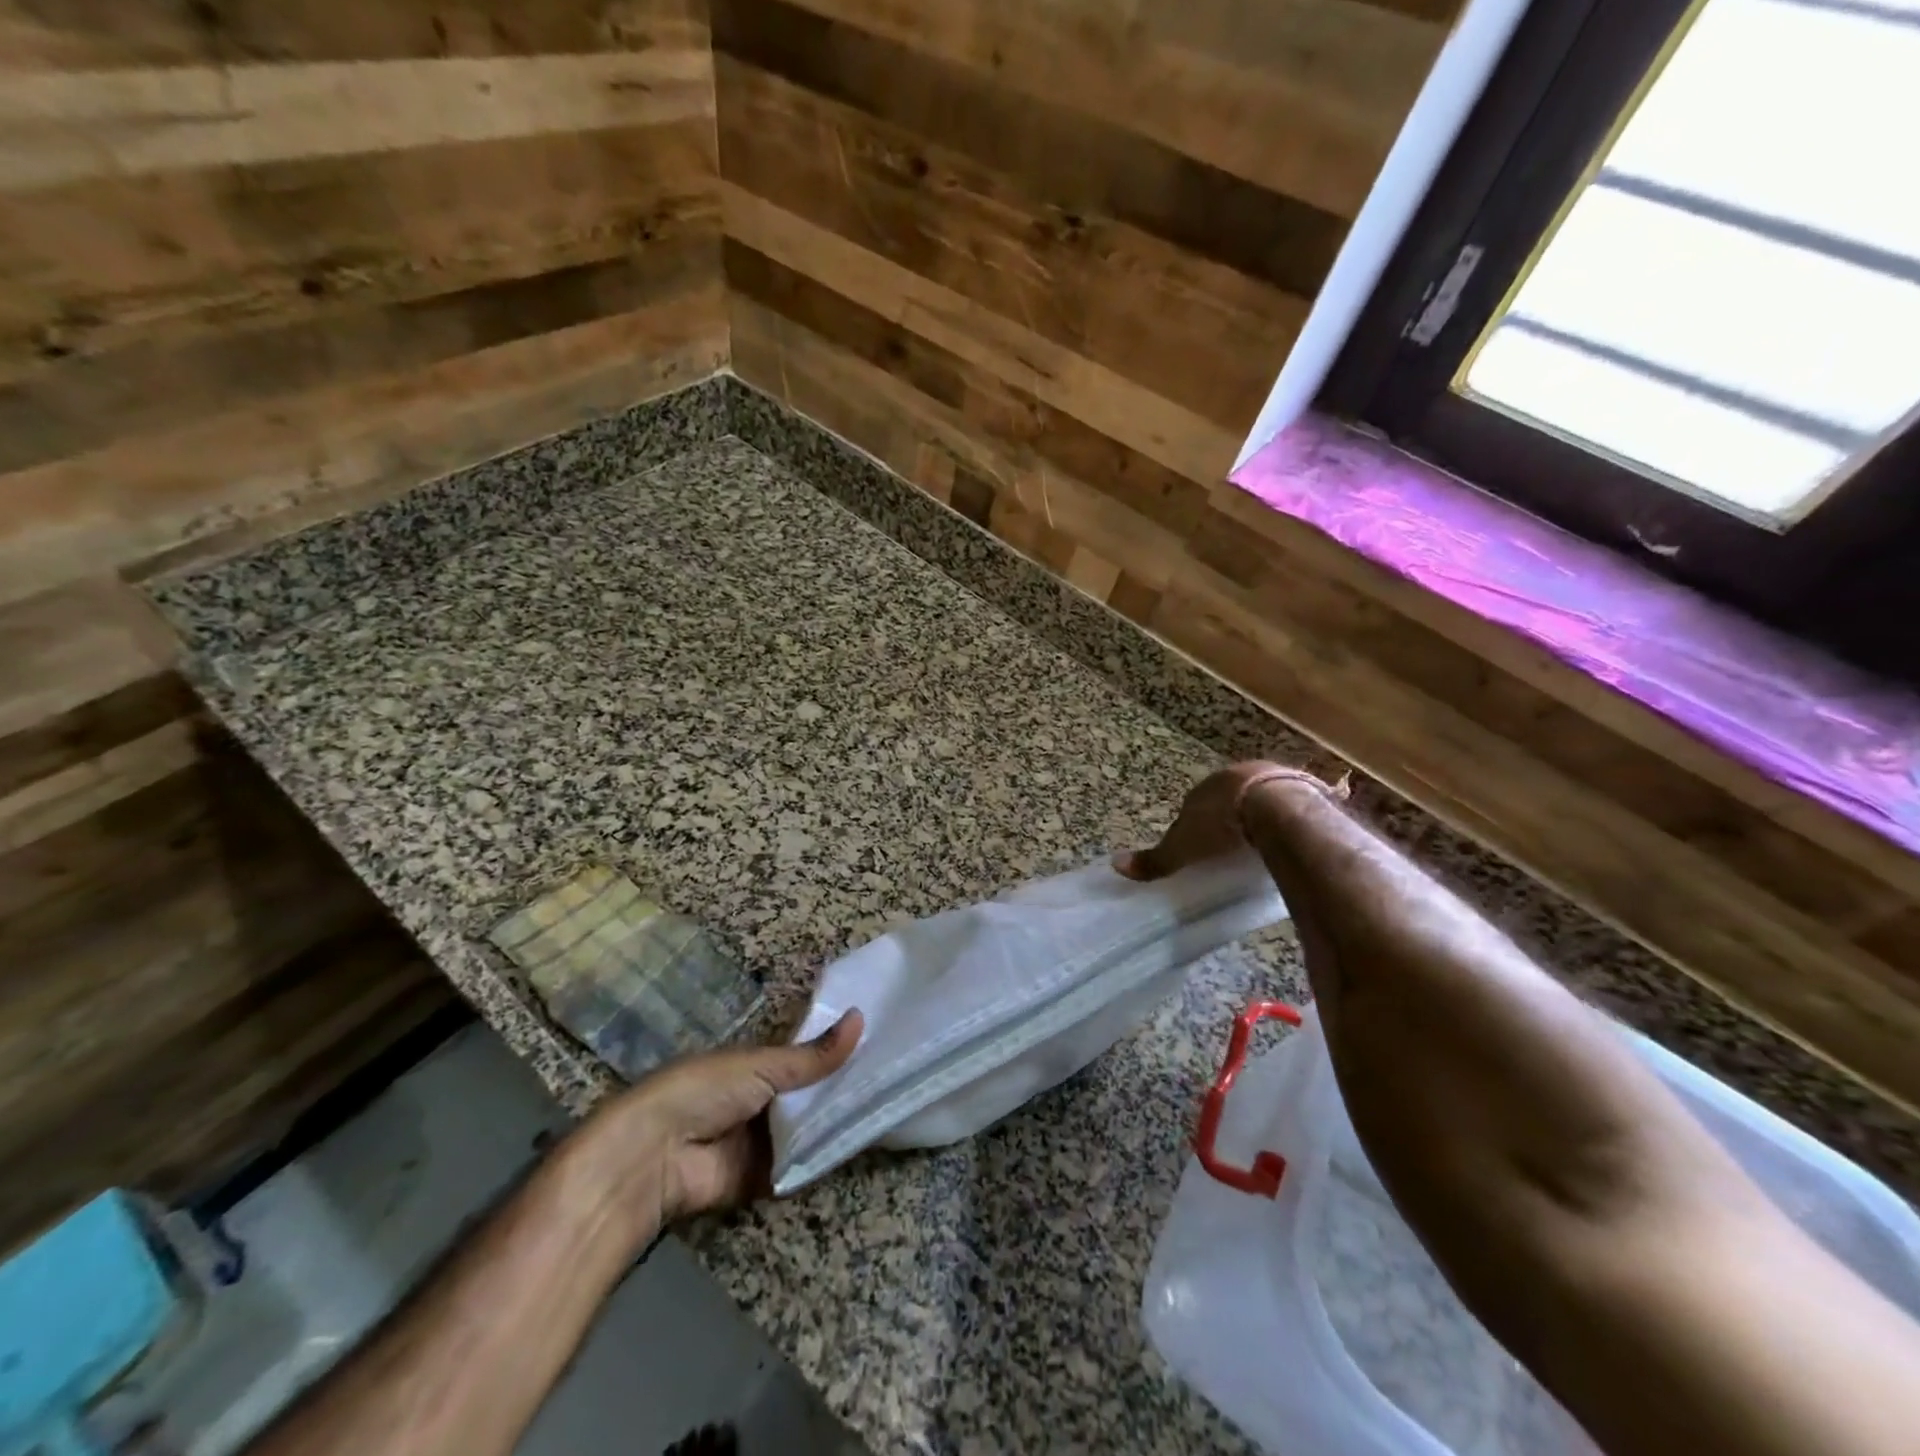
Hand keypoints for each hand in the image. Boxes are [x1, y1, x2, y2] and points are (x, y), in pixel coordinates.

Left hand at [580, 1010, 864, 1232]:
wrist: (655, 1158)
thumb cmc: (703, 1091)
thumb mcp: (761, 1066)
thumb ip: (812, 1056)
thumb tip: (862, 1017)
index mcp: (757, 1065)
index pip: (806, 1055)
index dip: (837, 1049)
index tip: (881, 1039)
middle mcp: (764, 1100)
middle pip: (813, 1094)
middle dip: (844, 1087)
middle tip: (895, 1075)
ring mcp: (765, 1140)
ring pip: (812, 1128)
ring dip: (839, 1121)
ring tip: (891, 1104)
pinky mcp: (766, 1178)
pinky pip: (804, 1165)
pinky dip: (827, 1156)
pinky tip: (865, 1141)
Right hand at [1115, 761, 1335, 881]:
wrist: (1277, 812)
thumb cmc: (1222, 827)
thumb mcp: (1183, 848)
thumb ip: (1156, 859)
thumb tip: (1116, 865)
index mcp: (1208, 786)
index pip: (1197, 803)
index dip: (1200, 823)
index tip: (1204, 846)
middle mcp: (1240, 774)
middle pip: (1232, 798)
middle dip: (1232, 817)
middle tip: (1234, 846)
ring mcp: (1276, 777)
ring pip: (1264, 798)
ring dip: (1263, 816)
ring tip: (1264, 845)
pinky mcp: (1307, 789)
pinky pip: (1296, 805)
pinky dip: (1292, 821)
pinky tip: (1293, 840)